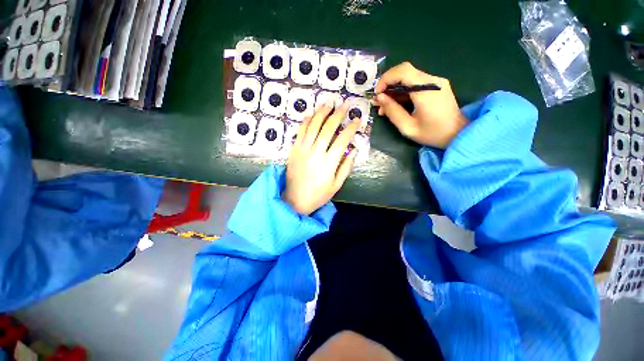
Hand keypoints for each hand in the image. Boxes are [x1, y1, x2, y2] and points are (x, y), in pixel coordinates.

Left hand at [283, 101, 360, 214]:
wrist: (295, 199)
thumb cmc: (318, 194)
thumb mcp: (336, 185)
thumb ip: (346, 167)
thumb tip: (354, 150)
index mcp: (328, 163)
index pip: (342, 140)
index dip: (351, 128)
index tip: (357, 119)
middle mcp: (316, 153)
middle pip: (328, 128)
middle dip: (338, 114)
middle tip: (345, 104)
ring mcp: (303, 149)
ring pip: (313, 126)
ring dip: (321, 112)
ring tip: (329, 102)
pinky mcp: (294, 149)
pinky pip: (300, 131)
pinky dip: (306, 121)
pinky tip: (311, 114)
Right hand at [373, 62, 467, 148]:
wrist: (458, 134)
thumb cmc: (432, 134)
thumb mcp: (408, 127)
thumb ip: (393, 111)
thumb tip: (379, 98)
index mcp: (426, 91)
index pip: (403, 71)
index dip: (386, 79)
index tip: (377, 94)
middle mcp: (432, 81)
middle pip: (404, 72)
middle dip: (388, 85)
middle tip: (379, 101)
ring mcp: (436, 82)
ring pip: (408, 78)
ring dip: (394, 90)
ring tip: (385, 107)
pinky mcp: (437, 85)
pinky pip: (415, 83)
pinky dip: (403, 92)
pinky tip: (396, 105)